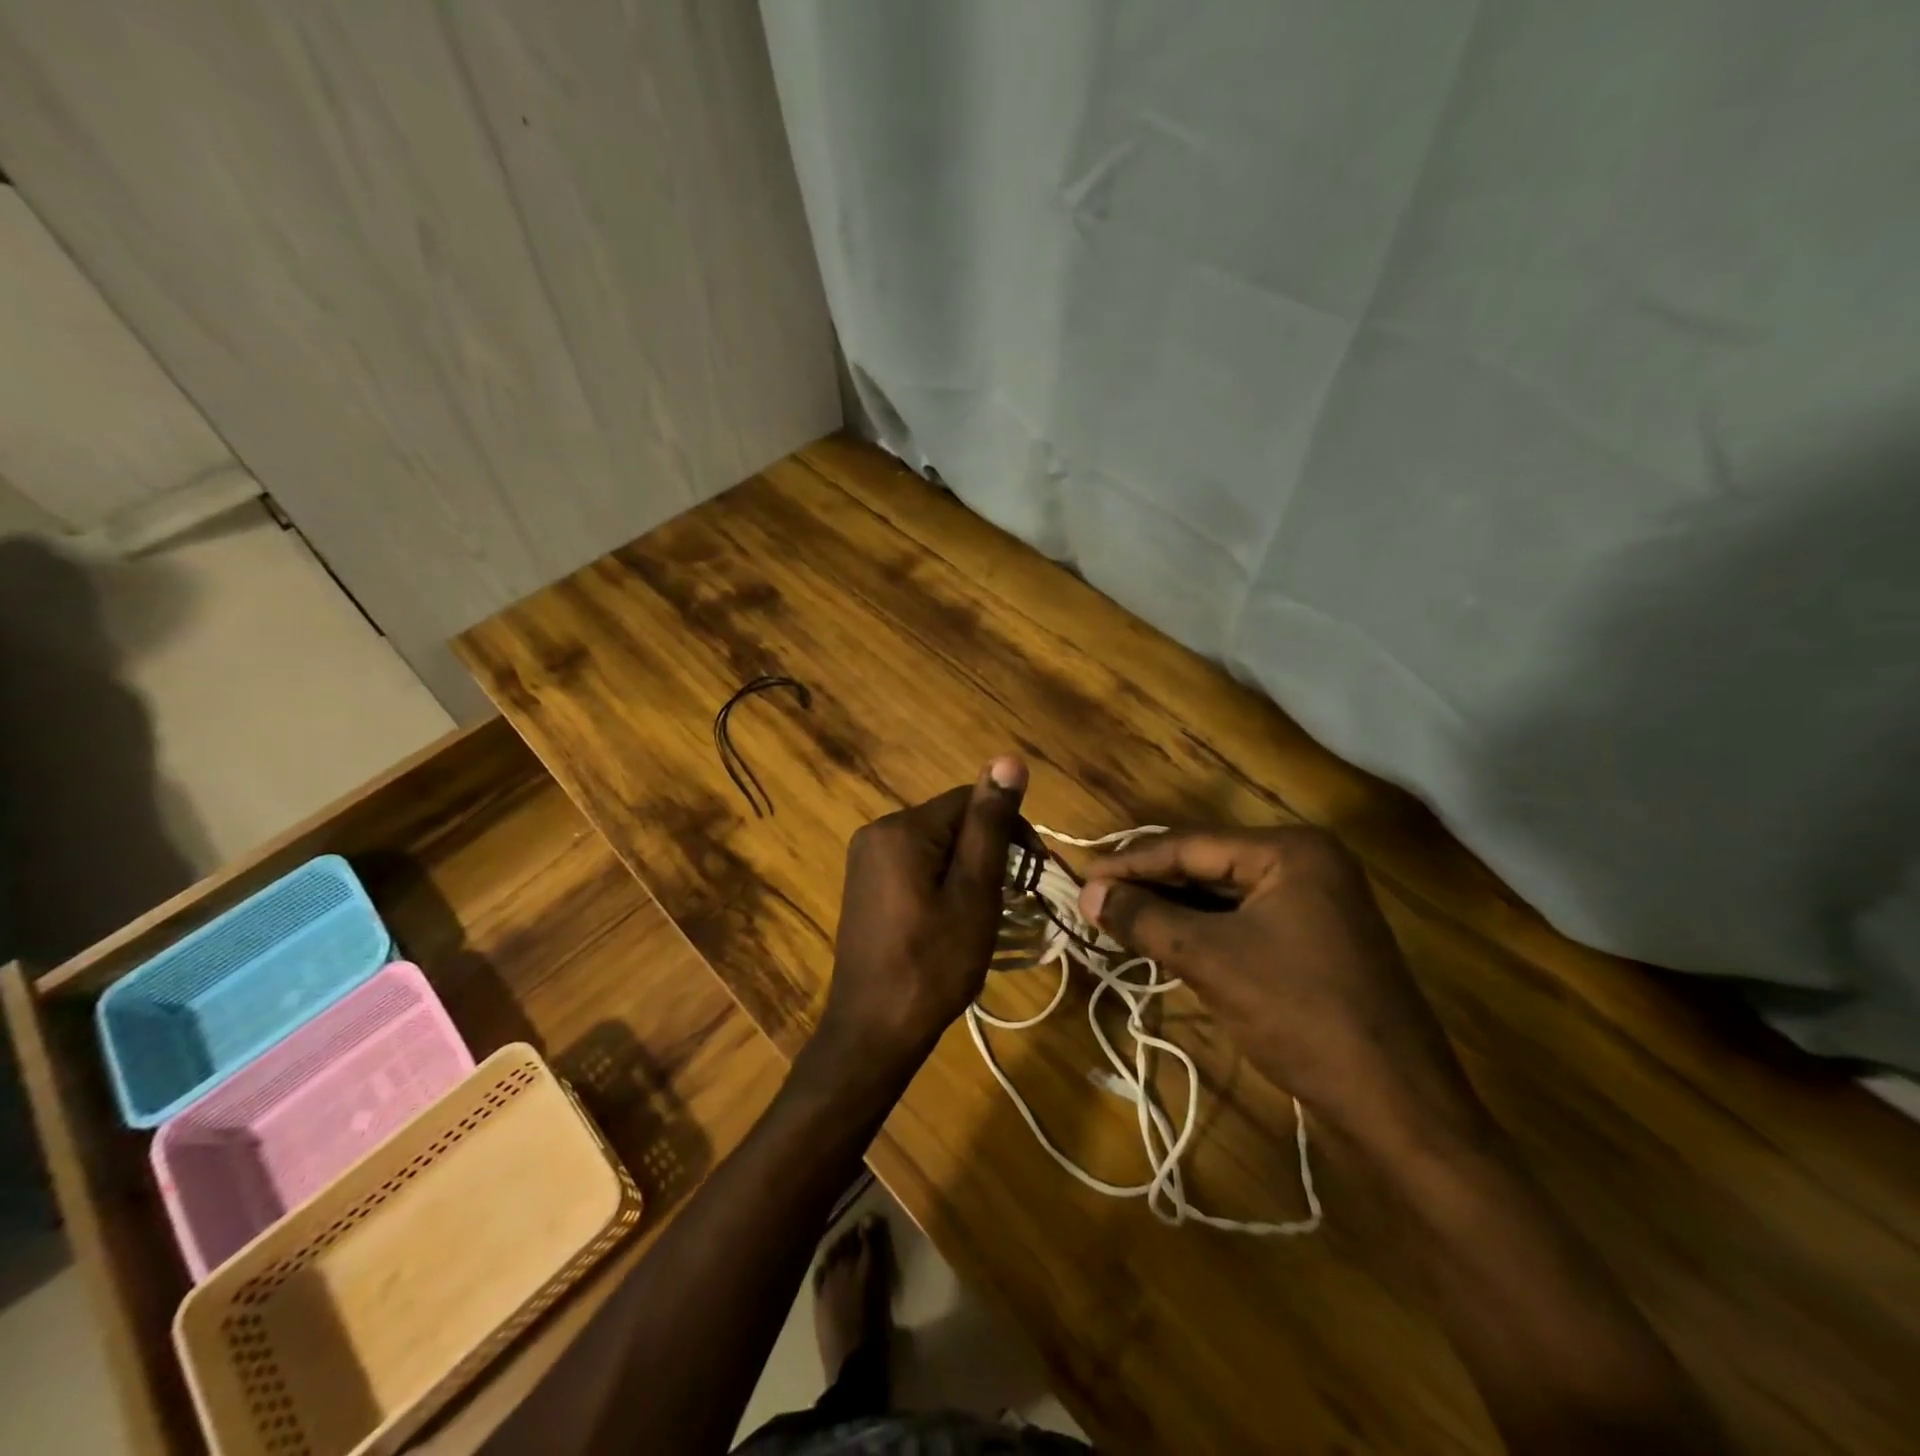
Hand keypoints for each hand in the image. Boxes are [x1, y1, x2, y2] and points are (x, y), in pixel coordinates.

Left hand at [820, 756, 1028, 1060]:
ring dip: (966, 868)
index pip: (969, 800)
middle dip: (987, 851)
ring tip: (981, 913)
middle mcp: (877, 831)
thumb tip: (1009, 760)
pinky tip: (949, 917)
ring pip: (935, 844)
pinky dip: (941, 881)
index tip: (1032, 871)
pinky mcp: (865, 884)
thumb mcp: (974, 892)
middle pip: (951, 821)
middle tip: (1008, 900)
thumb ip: (990, 825)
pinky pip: (914, 864)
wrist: (874, 1030)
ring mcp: (865, 859)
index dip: (1009, 829)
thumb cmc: (933, 963)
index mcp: (902, 828)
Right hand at [1079, 827, 1482, 1147]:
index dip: (1131, 862)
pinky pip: (1243, 922)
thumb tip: (1087, 894)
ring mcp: (1315, 904)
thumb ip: (1145, 919)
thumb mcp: (1211, 960)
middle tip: (1093, 899)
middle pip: (1206, 865)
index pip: (1190, 845)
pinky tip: (1163, 940)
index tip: (1081, 877)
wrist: (1396, 1108)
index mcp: (1291, 851)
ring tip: (1116, 917)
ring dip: (1171, 909)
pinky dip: (1201, 931)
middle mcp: (1306, 864)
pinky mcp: (1314, 942)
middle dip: (1149, 884)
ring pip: (1223, 896)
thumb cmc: (1301, 1015)